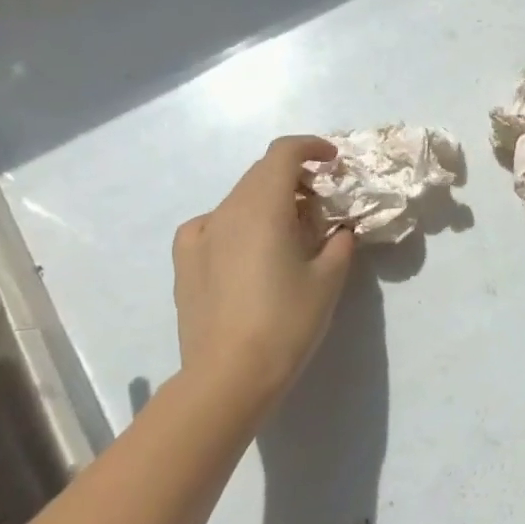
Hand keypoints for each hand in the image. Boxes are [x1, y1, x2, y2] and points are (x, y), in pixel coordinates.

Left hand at [172, 136, 355, 401]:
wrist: (229, 376)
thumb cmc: (287, 322)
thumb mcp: (329, 279)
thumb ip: (339, 242)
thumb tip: (339, 229)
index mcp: (263, 207)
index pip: (283, 153)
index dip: (311, 147)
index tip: (333, 162)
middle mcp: (227, 211)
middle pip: (262, 174)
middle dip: (295, 178)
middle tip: (321, 204)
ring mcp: (200, 235)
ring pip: (239, 198)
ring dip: (269, 201)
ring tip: (289, 233)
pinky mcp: (185, 261)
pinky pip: (213, 224)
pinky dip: (237, 223)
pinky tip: (247, 249)